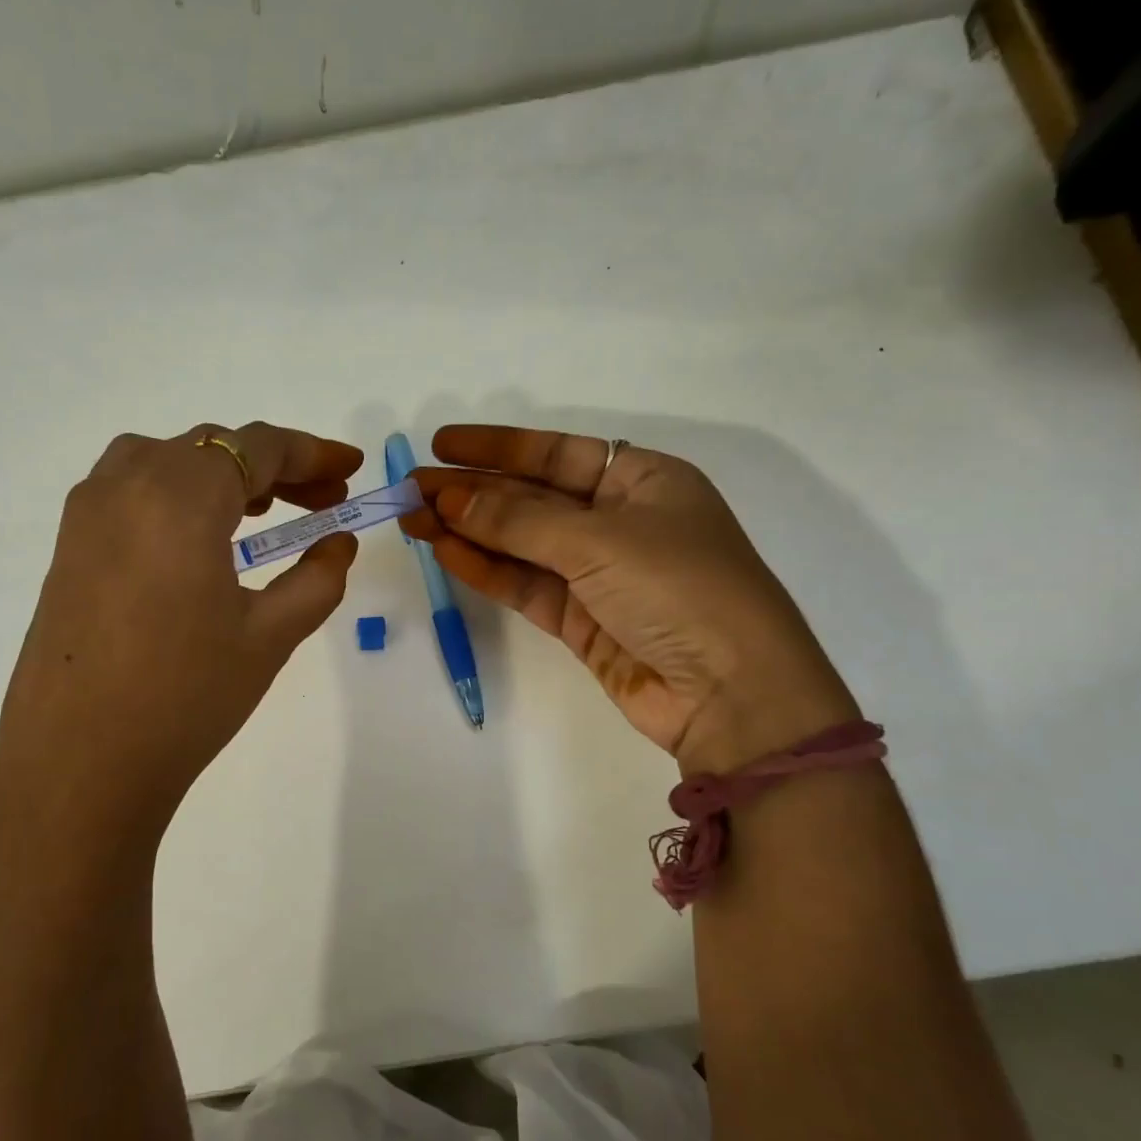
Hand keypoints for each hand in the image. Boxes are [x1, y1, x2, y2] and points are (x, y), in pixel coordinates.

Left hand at [0, 423, 362, 839]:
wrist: (79, 765)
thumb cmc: (186, 697)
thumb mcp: (270, 636)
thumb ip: (317, 579)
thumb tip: (339, 544)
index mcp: (181, 495)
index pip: (257, 447)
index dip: (312, 451)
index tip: (351, 465)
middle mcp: (126, 483)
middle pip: (213, 447)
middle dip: (275, 467)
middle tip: (322, 501)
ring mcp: (87, 512)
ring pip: (168, 461)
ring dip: (223, 474)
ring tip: (262, 513)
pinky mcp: (68, 544)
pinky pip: (132, 490)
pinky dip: (178, 493)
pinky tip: (200, 540)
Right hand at [405, 425, 856, 775]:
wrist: (730, 694)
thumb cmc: (679, 588)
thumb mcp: (600, 541)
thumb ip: (519, 521)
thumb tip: (450, 500)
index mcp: (642, 481)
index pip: (557, 453)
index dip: (498, 447)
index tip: (442, 446)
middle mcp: (620, 521)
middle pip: (532, 498)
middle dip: (472, 492)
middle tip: (410, 488)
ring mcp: (599, 574)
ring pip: (522, 544)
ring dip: (469, 531)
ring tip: (412, 519)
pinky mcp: (582, 620)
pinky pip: (525, 585)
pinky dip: (487, 569)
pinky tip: (445, 551)